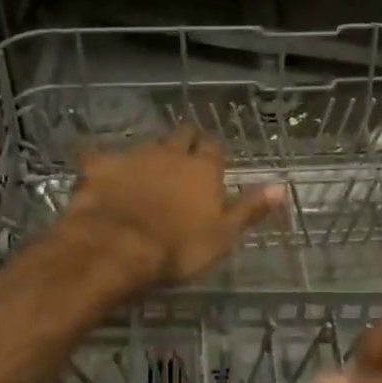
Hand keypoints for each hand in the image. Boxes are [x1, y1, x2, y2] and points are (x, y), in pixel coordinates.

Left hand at [61, 127, 284, 284]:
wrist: (116, 247)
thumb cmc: (177, 248)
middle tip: (184, 158)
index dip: (213, 152)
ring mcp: (133, 155)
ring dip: (150, 153)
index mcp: (203, 169)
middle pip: (182, 135)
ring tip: (148, 170)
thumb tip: (282, 187)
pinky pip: (102, 156)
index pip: (214, 146)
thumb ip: (250, 208)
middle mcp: (170, 153)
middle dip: (186, 142)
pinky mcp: (99, 165)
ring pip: (147, 143)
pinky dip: (104, 163)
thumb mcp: (223, 235)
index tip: (213, 161)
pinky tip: (101, 174)